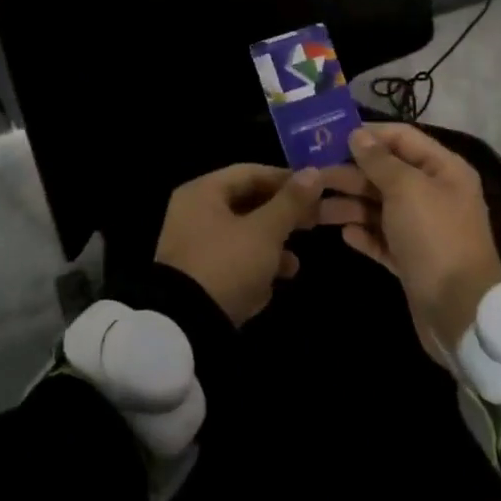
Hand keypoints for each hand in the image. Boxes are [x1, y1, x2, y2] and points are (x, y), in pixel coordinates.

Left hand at [154, 164, 327, 324]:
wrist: (185, 328)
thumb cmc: (227, 264)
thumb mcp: (265, 232)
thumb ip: (290, 202)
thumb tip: (313, 172)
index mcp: (203, 192)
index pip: (250, 173)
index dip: (284, 179)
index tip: (315, 191)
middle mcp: (193, 213)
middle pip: (246, 204)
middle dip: (281, 217)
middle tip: (312, 224)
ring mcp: (193, 247)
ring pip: (241, 235)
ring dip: (270, 247)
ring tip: (295, 265)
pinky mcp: (197, 277)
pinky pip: (231, 261)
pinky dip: (253, 268)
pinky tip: (272, 285)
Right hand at [318, 124, 500, 349]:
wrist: (461, 312)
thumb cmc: (434, 237)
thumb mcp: (406, 189)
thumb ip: (379, 160)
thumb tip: (357, 134)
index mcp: (443, 169)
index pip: (401, 137)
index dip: (368, 135)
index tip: (330, 137)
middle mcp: (434, 193)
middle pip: (385, 173)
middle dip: (350, 173)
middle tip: (312, 175)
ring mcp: (423, 228)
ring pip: (379, 207)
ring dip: (349, 204)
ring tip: (314, 208)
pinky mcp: (412, 259)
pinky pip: (382, 238)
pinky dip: (364, 234)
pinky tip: (344, 234)